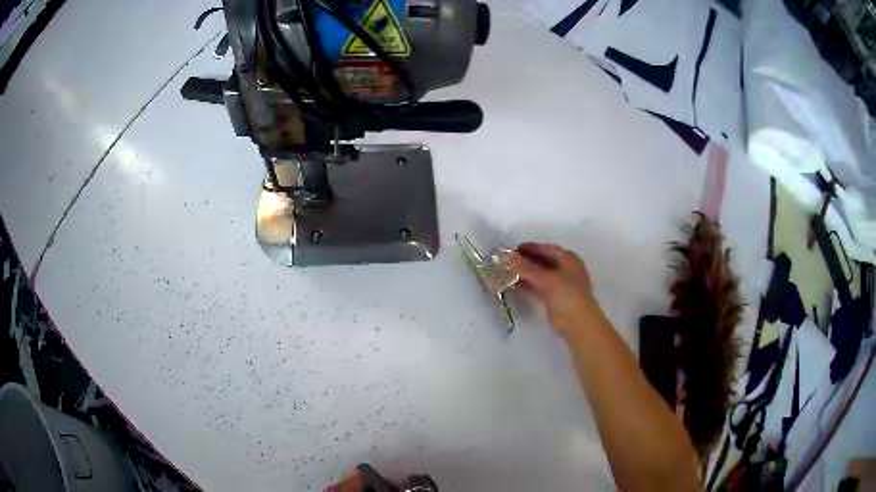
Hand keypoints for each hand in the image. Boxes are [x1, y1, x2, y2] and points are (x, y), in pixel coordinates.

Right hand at [507, 242, 601, 337]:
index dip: (530, 248)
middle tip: (509, 261)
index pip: (547, 249)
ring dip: (527, 273)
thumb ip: (526, 267)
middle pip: (544, 261)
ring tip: (509, 272)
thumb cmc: (567, 295)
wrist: (578, 323)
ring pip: (541, 275)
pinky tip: (516, 285)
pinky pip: (540, 287)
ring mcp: (562, 284)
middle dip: (527, 261)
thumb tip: (507, 256)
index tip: (513, 250)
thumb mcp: (546, 279)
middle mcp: (566, 269)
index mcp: (568, 259)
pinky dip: (529, 284)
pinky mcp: (556, 298)